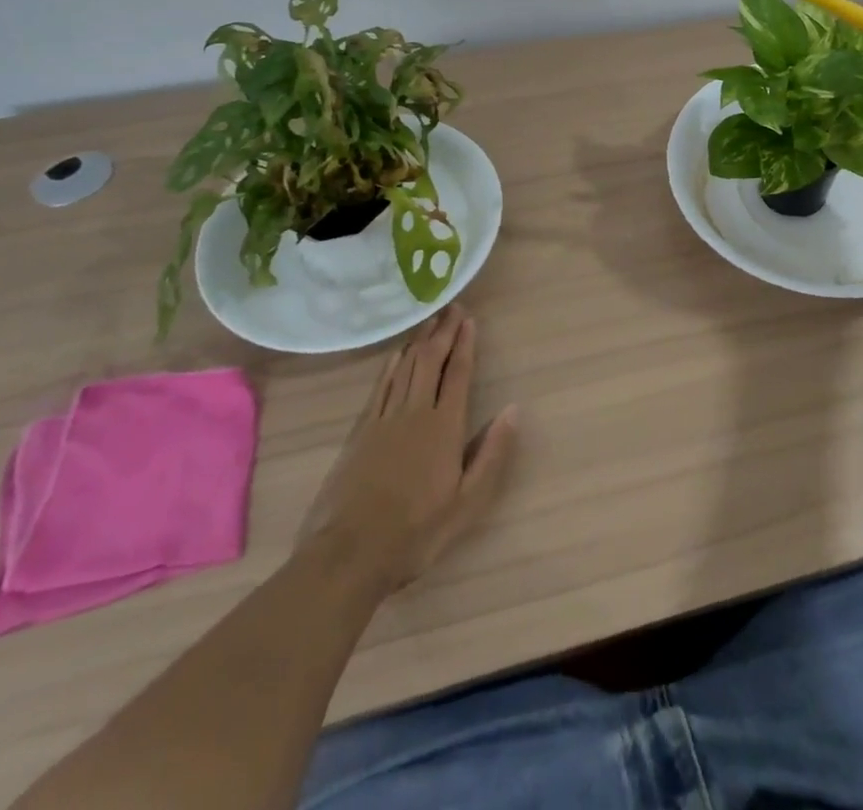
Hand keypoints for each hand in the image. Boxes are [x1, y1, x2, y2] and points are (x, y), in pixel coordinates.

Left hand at [298, 305, 518, 589]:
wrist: (349, 554)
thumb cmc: (416, 533)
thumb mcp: (467, 503)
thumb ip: (492, 454)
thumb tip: (512, 410)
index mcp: (444, 427)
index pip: (458, 374)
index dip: (465, 344)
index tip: (469, 320)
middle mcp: (415, 413)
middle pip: (430, 361)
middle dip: (443, 332)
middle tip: (452, 307)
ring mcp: (384, 420)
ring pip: (405, 368)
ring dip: (419, 341)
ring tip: (429, 321)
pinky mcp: (360, 432)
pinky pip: (380, 387)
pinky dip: (391, 365)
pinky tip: (395, 355)